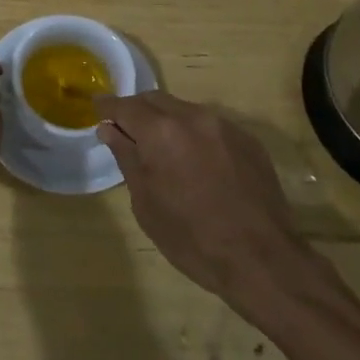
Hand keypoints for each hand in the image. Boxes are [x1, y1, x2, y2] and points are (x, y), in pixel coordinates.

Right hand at [95, 92, 316, 308]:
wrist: (262, 259)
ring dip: (168, 122)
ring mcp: (224, 126)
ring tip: (163, 149)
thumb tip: (109, 129)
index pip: (125, 106)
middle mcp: (193, 117)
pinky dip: (195, 134)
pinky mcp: (248, 140)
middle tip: (127, 131)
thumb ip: (127, 158)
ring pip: (185, 110)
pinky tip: (197, 162)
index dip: (108, 106)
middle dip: (138, 111)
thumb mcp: (146, 203)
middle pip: (156, 100)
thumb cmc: (192, 238)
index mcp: (161, 132)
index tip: (97, 107)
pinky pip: (211, 126)